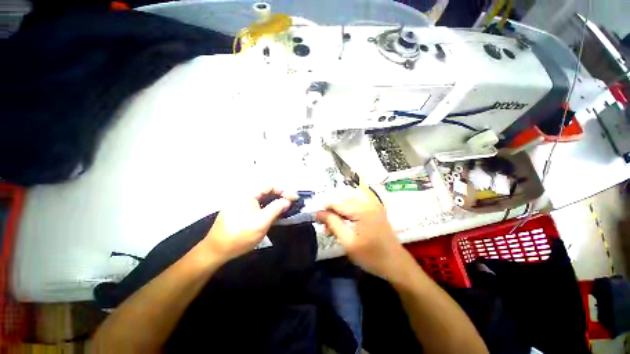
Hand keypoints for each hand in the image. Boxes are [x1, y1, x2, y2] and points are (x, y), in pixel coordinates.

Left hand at [202, 186, 297, 262]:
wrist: (216, 250)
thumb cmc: (240, 235)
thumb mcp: (261, 222)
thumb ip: (276, 208)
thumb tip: (287, 201)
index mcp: (247, 194)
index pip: (270, 186)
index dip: (284, 190)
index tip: (295, 198)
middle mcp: (244, 194)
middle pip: (266, 190)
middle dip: (280, 195)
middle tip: (291, 202)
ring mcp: (241, 202)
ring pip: (262, 198)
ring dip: (274, 201)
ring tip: (285, 207)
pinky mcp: (240, 210)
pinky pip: (257, 204)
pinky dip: (267, 206)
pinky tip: (273, 212)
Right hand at [316, 187, 406, 278]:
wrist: (397, 264)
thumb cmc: (372, 256)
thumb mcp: (348, 242)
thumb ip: (333, 223)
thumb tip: (319, 213)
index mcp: (362, 209)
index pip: (336, 202)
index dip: (324, 210)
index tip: (317, 221)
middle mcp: (368, 202)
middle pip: (342, 201)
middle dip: (331, 212)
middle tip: (326, 228)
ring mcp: (373, 205)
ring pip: (347, 203)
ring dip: (338, 213)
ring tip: (333, 228)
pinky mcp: (375, 209)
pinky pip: (355, 206)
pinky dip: (347, 214)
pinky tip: (344, 224)